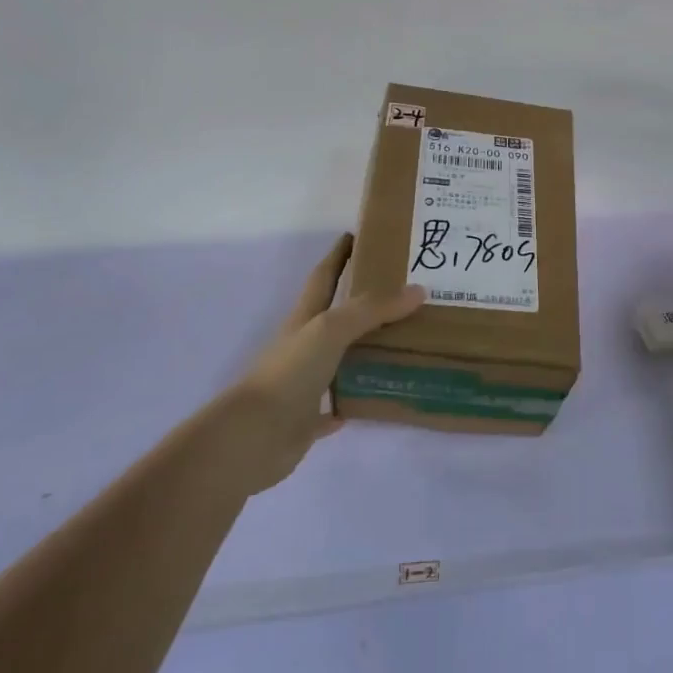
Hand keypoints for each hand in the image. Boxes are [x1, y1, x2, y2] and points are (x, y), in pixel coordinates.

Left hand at [218, 235, 423, 494]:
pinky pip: (332, 407)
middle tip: (400, 292)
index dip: (338, 255)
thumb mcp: (332, 329)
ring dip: (362, 351)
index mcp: (305, 319)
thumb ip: (373, 309)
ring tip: (401, 342)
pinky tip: (372, 397)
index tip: (355, 235)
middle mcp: (303, 346)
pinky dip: (349, 400)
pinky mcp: (305, 419)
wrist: (253, 437)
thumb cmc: (290, 372)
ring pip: (338, 360)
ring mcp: (303, 383)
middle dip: (361, 302)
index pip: (324, 277)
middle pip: (335, 317)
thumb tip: (419, 290)